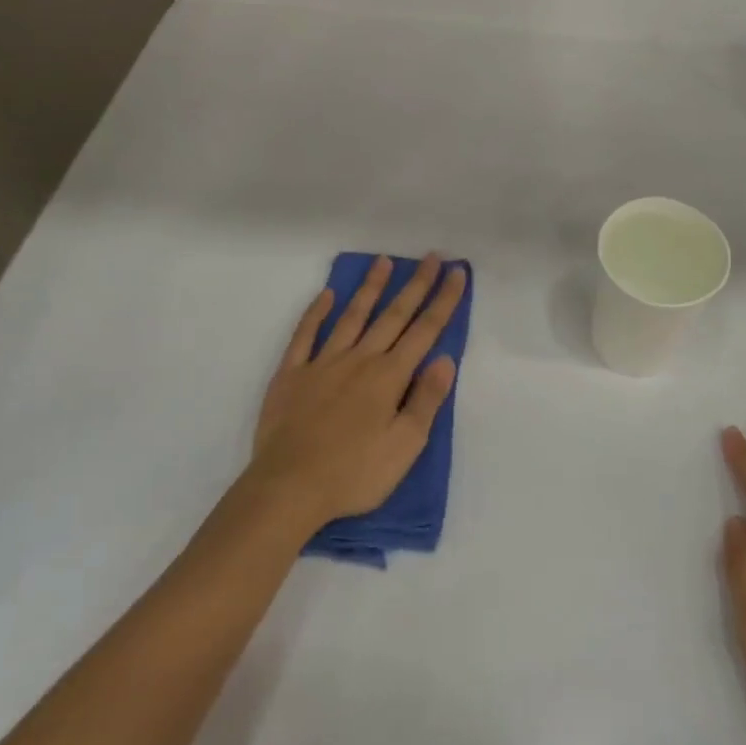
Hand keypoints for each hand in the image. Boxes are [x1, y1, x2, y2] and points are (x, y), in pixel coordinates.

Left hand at [250, 254, 465, 532]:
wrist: (289, 488)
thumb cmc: (354, 474)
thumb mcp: (405, 446)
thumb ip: (426, 400)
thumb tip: (446, 359)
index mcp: (389, 377)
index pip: (424, 331)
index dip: (443, 301)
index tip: (457, 273)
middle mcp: (359, 360)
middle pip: (393, 315)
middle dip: (415, 285)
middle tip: (431, 256)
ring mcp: (322, 363)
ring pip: (352, 316)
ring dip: (370, 288)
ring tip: (383, 261)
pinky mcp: (291, 374)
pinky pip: (305, 335)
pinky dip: (316, 312)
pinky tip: (325, 294)